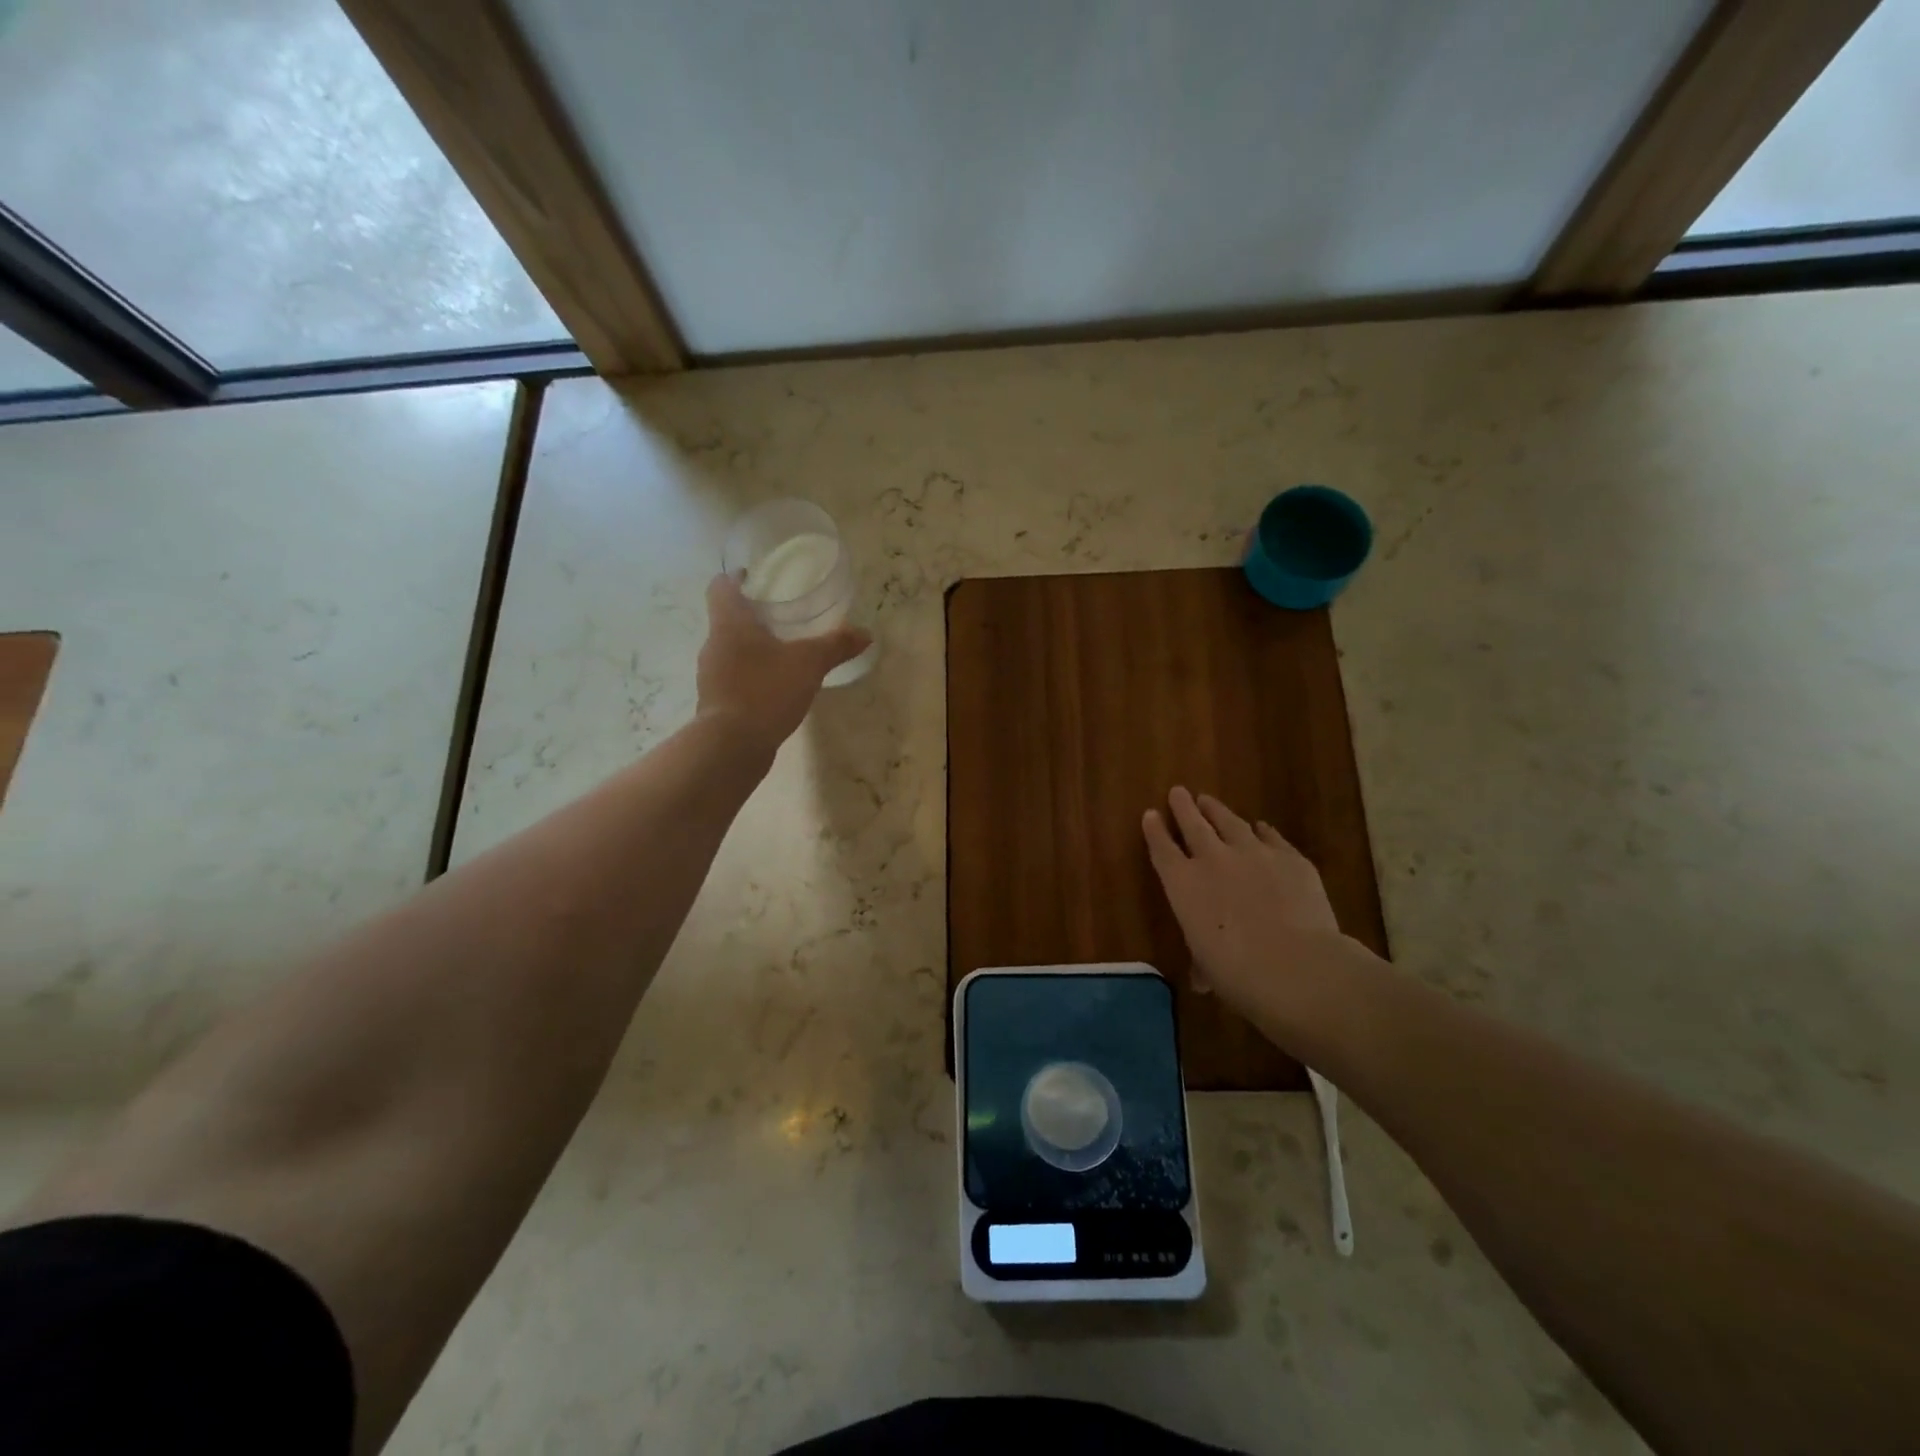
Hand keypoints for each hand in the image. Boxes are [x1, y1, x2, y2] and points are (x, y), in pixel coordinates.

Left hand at [696, 574, 869, 755]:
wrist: (732, 746)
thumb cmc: (766, 691)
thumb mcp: (809, 664)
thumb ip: (836, 646)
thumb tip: (865, 633)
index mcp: (730, 624)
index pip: (720, 587)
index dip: (735, 578)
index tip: (754, 577)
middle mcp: (714, 645)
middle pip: (727, 619)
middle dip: (752, 615)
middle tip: (781, 616)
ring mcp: (711, 675)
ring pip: (730, 650)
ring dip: (752, 647)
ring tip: (782, 652)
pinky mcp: (716, 702)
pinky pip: (734, 677)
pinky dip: (751, 675)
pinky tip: (775, 687)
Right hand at [1142, 787, 1351, 1025]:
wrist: (1296, 966)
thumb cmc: (1237, 974)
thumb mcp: (1208, 966)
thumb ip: (1202, 961)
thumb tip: (1202, 979)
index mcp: (1183, 885)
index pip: (1162, 850)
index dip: (1155, 831)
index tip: (1150, 814)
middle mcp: (1213, 860)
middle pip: (1193, 824)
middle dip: (1183, 807)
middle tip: (1178, 791)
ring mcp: (1254, 853)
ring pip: (1230, 822)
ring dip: (1217, 810)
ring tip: (1209, 801)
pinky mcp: (1290, 858)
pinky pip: (1271, 836)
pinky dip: (1263, 831)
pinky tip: (1261, 827)